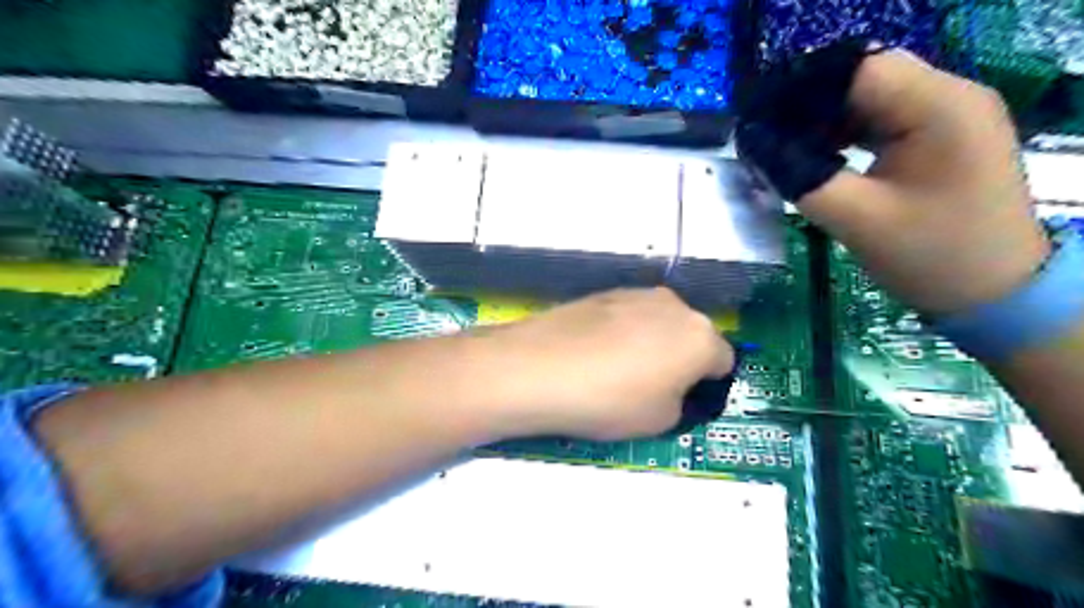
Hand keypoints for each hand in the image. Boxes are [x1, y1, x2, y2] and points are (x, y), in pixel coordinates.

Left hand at [479, 291, 731, 442]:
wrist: (538, 367)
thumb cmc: (610, 400)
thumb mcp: (661, 421)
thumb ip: (682, 402)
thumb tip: (673, 387)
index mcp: (700, 336)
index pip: (723, 361)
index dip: (707, 385)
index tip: (683, 402)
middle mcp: (674, 305)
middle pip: (690, 336)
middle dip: (680, 359)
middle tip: (651, 388)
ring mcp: (635, 294)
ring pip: (658, 323)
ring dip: (651, 343)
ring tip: (615, 371)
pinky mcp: (602, 292)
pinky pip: (627, 317)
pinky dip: (622, 333)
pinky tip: (593, 354)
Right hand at [747, 49, 1049, 315]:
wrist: (994, 293)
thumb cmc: (930, 256)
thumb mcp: (855, 218)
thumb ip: (801, 176)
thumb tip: (755, 145)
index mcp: (939, 108)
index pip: (857, 70)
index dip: (801, 91)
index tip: (759, 122)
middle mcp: (949, 97)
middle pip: (862, 80)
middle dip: (808, 107)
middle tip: (765, 139)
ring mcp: (947, 116)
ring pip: (868, 99)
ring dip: (823, 121)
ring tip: (783, 148)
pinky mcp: (938, 137)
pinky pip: (880, 120)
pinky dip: (843, 135)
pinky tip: (816, 156)